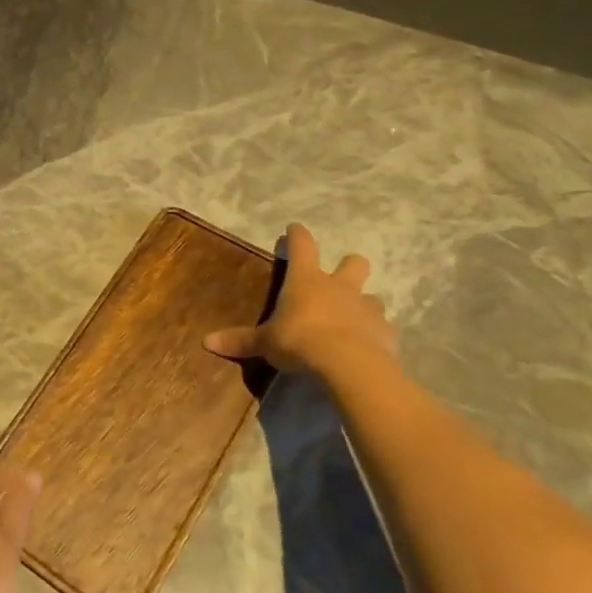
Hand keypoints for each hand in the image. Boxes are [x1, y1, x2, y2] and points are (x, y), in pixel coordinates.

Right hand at [203, 224, 397, 379]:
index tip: (295, 228)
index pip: (302, 246)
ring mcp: (366, 307)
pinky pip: (380, 327)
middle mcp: (339, 287)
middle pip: (353, 263)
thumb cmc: (300, 341)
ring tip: (351, 319)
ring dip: (362, 303)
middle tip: (339, 276)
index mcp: (306, 280)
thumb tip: (206, 341)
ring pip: (372, 296)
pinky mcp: (385, 332)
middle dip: (348, 265)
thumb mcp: (266, 342)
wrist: (349, 364)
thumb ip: (241, 341)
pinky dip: (373, 333)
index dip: (297, 236)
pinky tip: (366, 347)